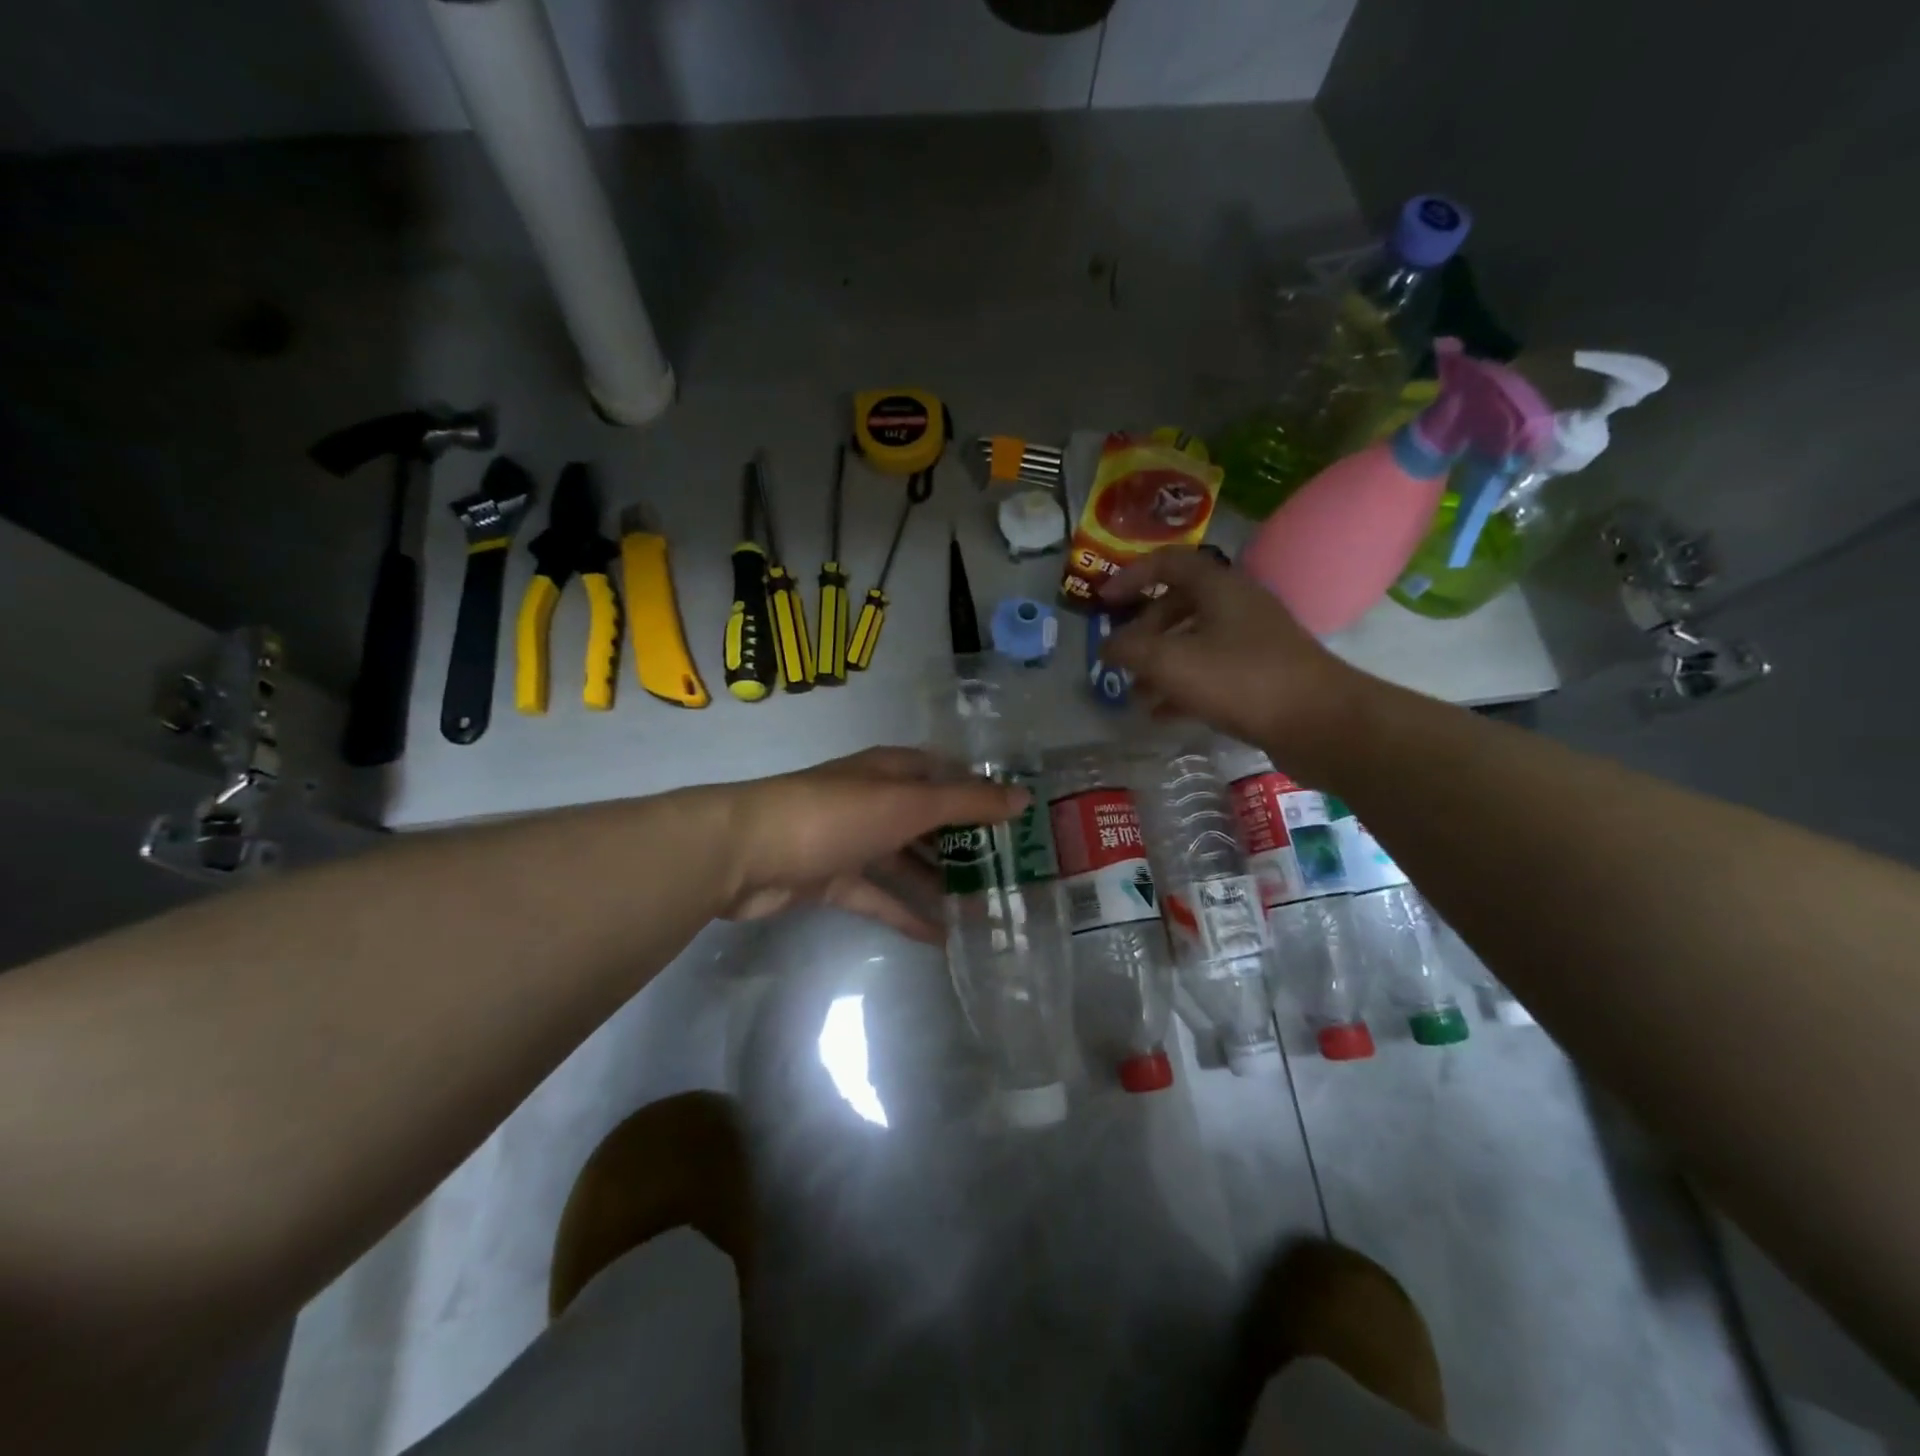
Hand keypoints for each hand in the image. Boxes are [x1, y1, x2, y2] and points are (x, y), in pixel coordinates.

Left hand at [715, 747, 1026, 943]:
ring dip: (941, 883)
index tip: (1020, 822)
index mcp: (891, 771)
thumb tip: (1022, 798)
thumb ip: (965, 803)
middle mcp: (875, 800)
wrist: (745, 852)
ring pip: (907, 861)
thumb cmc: (834, 815)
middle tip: (1012, 876)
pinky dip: (906, 912)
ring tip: (986, 911)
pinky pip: (880, 895)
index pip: (948, 776)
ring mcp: (853, 840)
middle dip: (967, 845)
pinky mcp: (833, 879)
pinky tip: (942, 937)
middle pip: (930, 821)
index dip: (983, 794)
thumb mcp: (907, 804)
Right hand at [1099, 547, 1369, 773]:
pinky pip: (1211, 672)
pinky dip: (1182, 687)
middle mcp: (1238, 606)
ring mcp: (1253, 642)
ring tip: (1134, 694)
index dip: (1131, 576)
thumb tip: (1107, 646)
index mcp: (1220, 587)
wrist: (1320, 723)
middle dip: (1144, 631)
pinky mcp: (1262, 676)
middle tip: (1120, 657)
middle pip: (1179, 605)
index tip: (1103, 602)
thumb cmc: (1241, 680)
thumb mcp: (1171, 662)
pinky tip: (1161, 715)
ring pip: (1194, 642)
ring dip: (1160, 664)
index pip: (1168, 563)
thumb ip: (1130, 650)